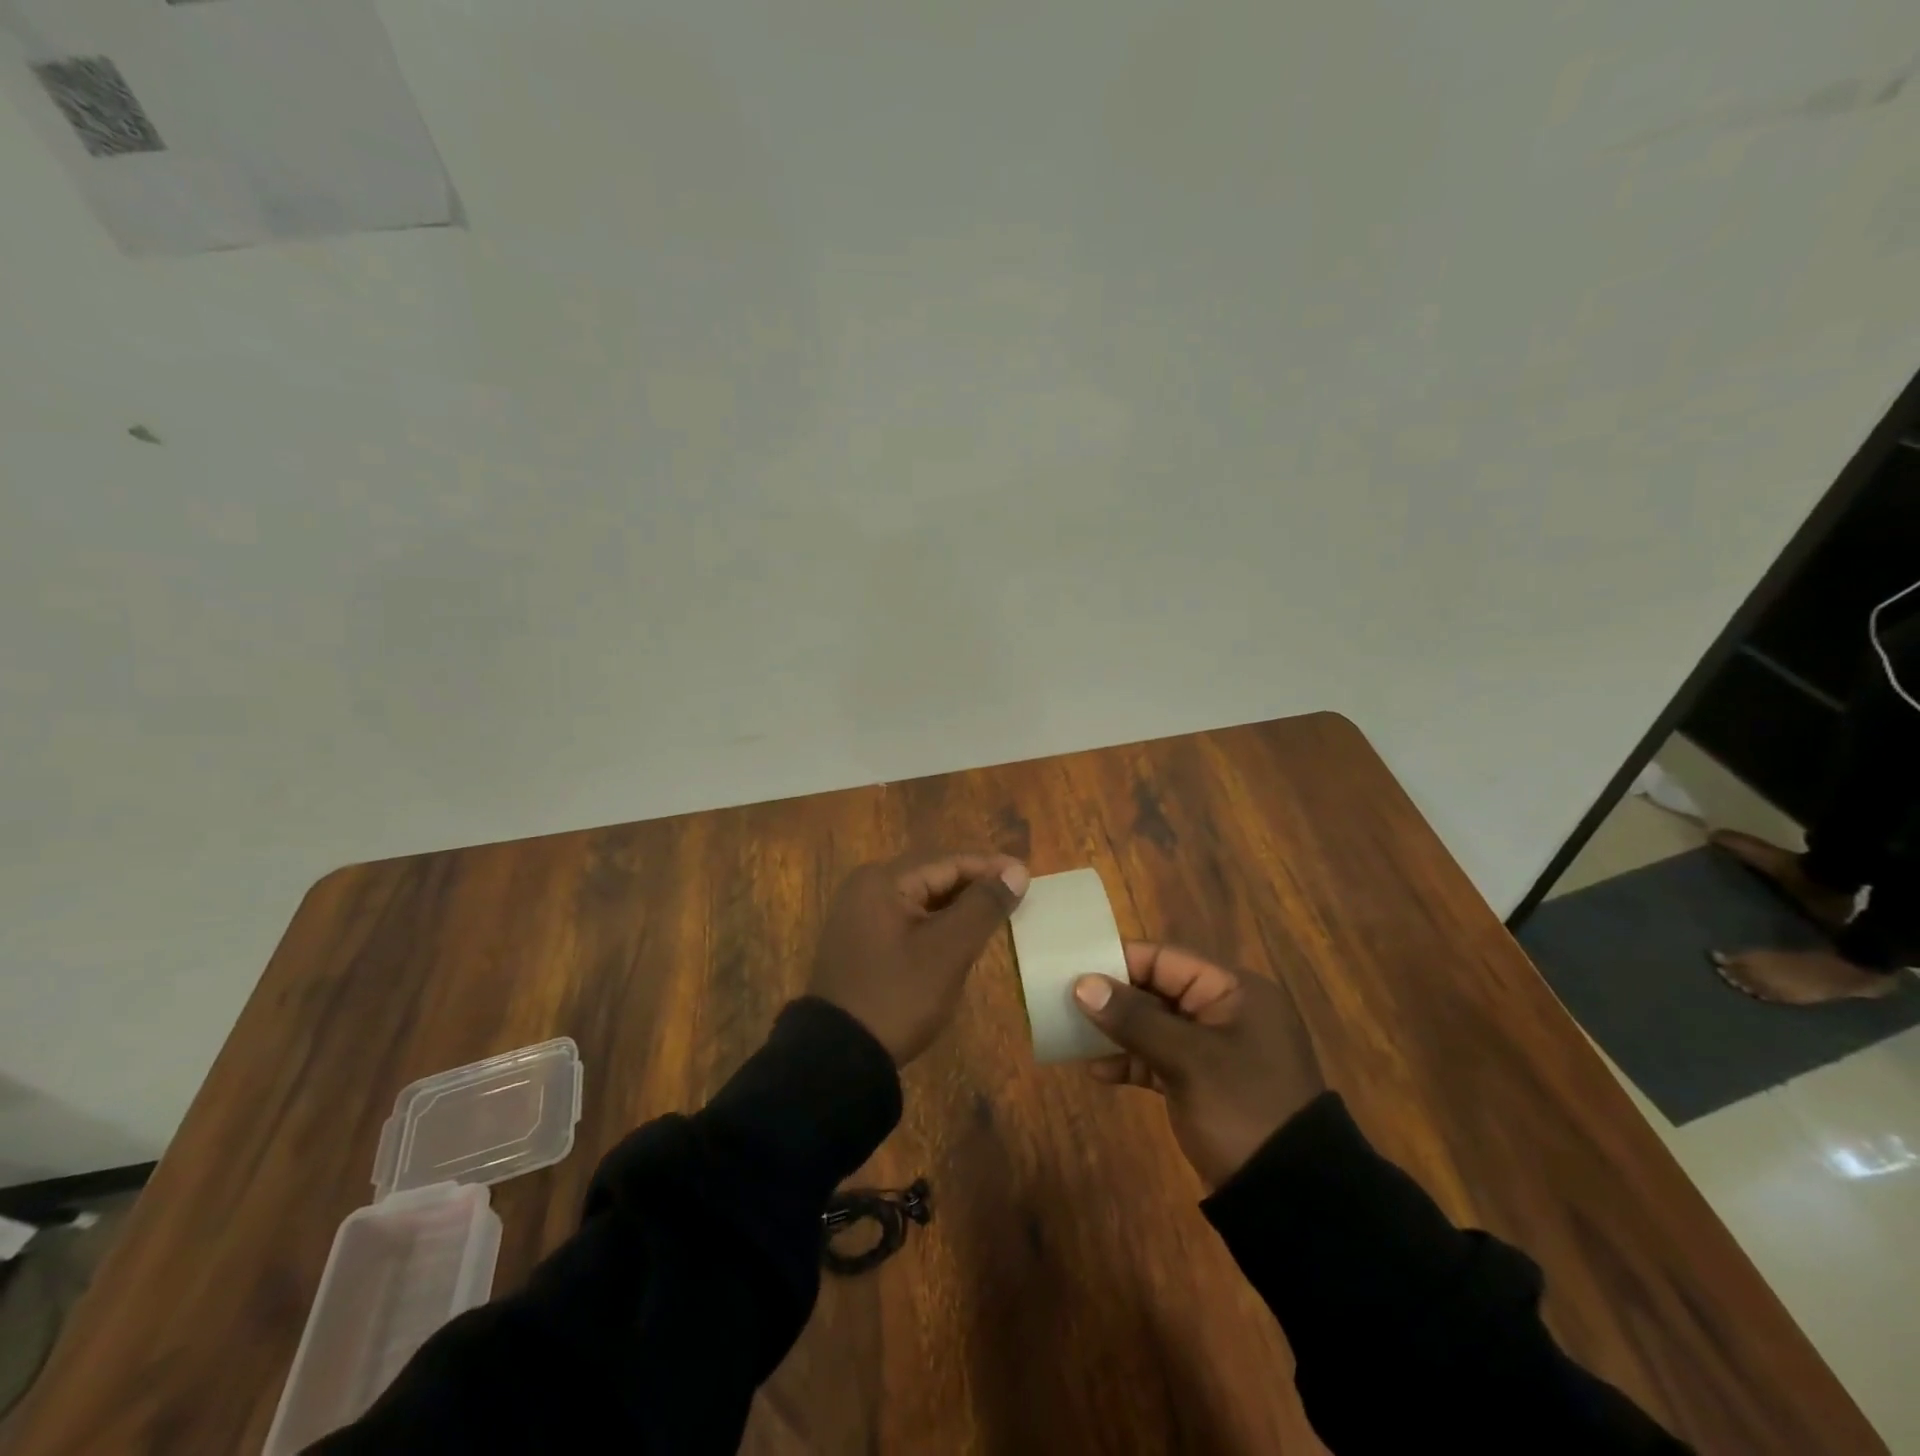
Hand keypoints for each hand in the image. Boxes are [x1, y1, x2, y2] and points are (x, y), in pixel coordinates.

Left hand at [808, 852, 1030, 1064]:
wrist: (838, 1057)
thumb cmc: (898, 996)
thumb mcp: (948, 950)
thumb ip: (983, 905)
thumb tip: (1016, 870)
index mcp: (882, 880)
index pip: (948, 862)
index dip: (990, 868)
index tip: (1028, 877)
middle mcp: (865, 888)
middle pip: (932, 877)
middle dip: (975, 885)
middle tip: (1016, 896)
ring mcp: (858, 916)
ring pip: (920, 900)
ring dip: (957, 906)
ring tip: (995, 914)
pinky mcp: (858, 942)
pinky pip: (906, 920)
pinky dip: (935, 924)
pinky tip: (959, 937)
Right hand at [1072, 943, 1323, 1188]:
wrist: (1291, 1199)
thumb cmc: (1242, 1109)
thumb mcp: (1187, 1060)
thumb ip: (1134, 1019)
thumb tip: (1082, 984)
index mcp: (1234, 991)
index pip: (1166, 960)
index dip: (1120, 961)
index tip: (1075, 969)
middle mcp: (1226, 1012)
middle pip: (1158, 990)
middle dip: (1113, 998)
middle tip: (1066, 1003)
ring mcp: (1216, 1050)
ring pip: (1155, 1026)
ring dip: (1118, 1032)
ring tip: (1074, 1037)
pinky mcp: (1204, 1084)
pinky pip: (1160, 1059)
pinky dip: (1132, 1062)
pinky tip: (1099, 1072)